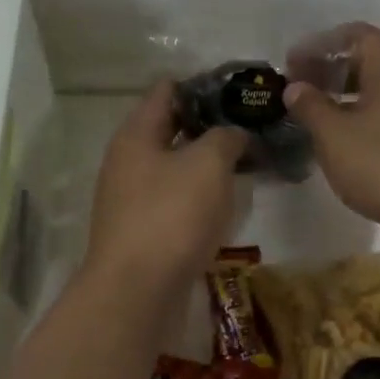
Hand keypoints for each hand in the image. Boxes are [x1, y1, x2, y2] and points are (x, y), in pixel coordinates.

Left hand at [84, 83, 247, 291]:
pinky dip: (198, 197)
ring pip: (174, 168)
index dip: (204, 85)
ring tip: (247, 164)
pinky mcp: (141, 231)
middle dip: (210, 126)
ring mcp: (131, 199)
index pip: (167, 90)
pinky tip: (226, 204)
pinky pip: (174, 201)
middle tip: (252, 128)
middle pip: (170, 130)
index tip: (241, 92)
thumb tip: (233, 134)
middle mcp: (127, 161)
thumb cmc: (171, 216)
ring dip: (206, 164)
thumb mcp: (208, 164)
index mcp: (136, 134)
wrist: (136, 293)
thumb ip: (225, 137)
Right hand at [284, 24, 379, 261]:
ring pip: (378, 90)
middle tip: (298, 89)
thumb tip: (296, 88)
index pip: (354, 35)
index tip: (291, 64)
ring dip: (344, 97)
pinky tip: (341, 143)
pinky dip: (361, 118)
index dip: (319, 45)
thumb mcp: (333, 134)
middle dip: (329, 70)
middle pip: (367, 60)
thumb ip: (310, 106)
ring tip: (313, 116)